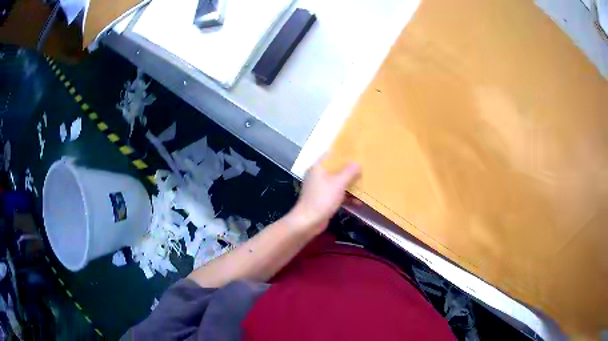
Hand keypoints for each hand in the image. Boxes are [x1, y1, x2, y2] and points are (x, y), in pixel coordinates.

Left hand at [287, 159, 360, 235]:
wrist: (308, 222)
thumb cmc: (322, 199)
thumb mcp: (338, 183)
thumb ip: (348, 172)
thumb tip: (357, 163)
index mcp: (318, 168)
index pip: (331, 154)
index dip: (343, 152)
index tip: (356, 151)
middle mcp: (319, 176)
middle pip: (336, 169)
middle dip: (350, 170)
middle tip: (365, 167)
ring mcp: (321, 189)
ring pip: (338, 183)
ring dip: (350, 185)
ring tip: (365, 184)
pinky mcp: (324, 200)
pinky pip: (338, 195)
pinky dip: (347, 197)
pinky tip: (359, 202)